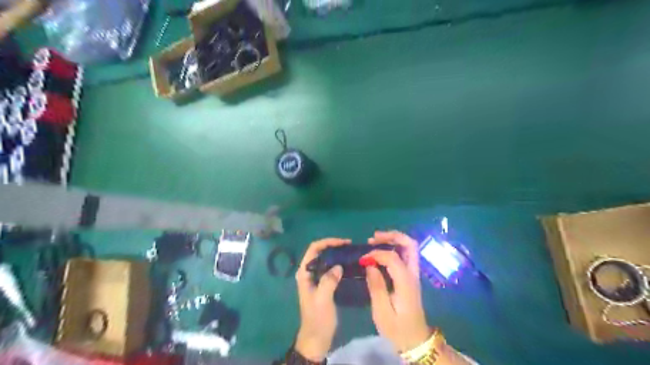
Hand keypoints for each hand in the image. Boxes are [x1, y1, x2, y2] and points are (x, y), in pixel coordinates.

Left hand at [294, 238, 350, 359]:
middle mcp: (308, 272)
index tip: (343, 242)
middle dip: (333, 246)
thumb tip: (338, 266)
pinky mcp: (322, 284)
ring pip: (325, 260)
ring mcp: (315, 278)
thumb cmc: (318, 318)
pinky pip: (330, 269)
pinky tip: (348, 265)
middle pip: (319, 252)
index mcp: (304, 273)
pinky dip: (338, 264)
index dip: (327, 242)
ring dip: (336, 254)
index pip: (313, 249)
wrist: (316, 338)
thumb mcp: (323, 299)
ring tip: (351, 253)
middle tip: (350, 246)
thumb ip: (328, 280)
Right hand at [365, 231, 429, 353]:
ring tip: (375, 240)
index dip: (377, 254)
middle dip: (392, 236)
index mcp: (406, 283)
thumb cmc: (397, 329)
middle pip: (410, 245)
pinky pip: (405, 255)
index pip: (394, 258)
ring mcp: (414, 274)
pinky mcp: (410, 277)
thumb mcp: (382, 312)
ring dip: (393, 240)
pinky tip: (380, 251)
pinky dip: (394, 248)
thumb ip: (376, 286)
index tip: (363, 259)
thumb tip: (370, 264)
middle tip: (373, 237)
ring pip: (409, 247)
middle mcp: (413, 274)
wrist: (415, 340)